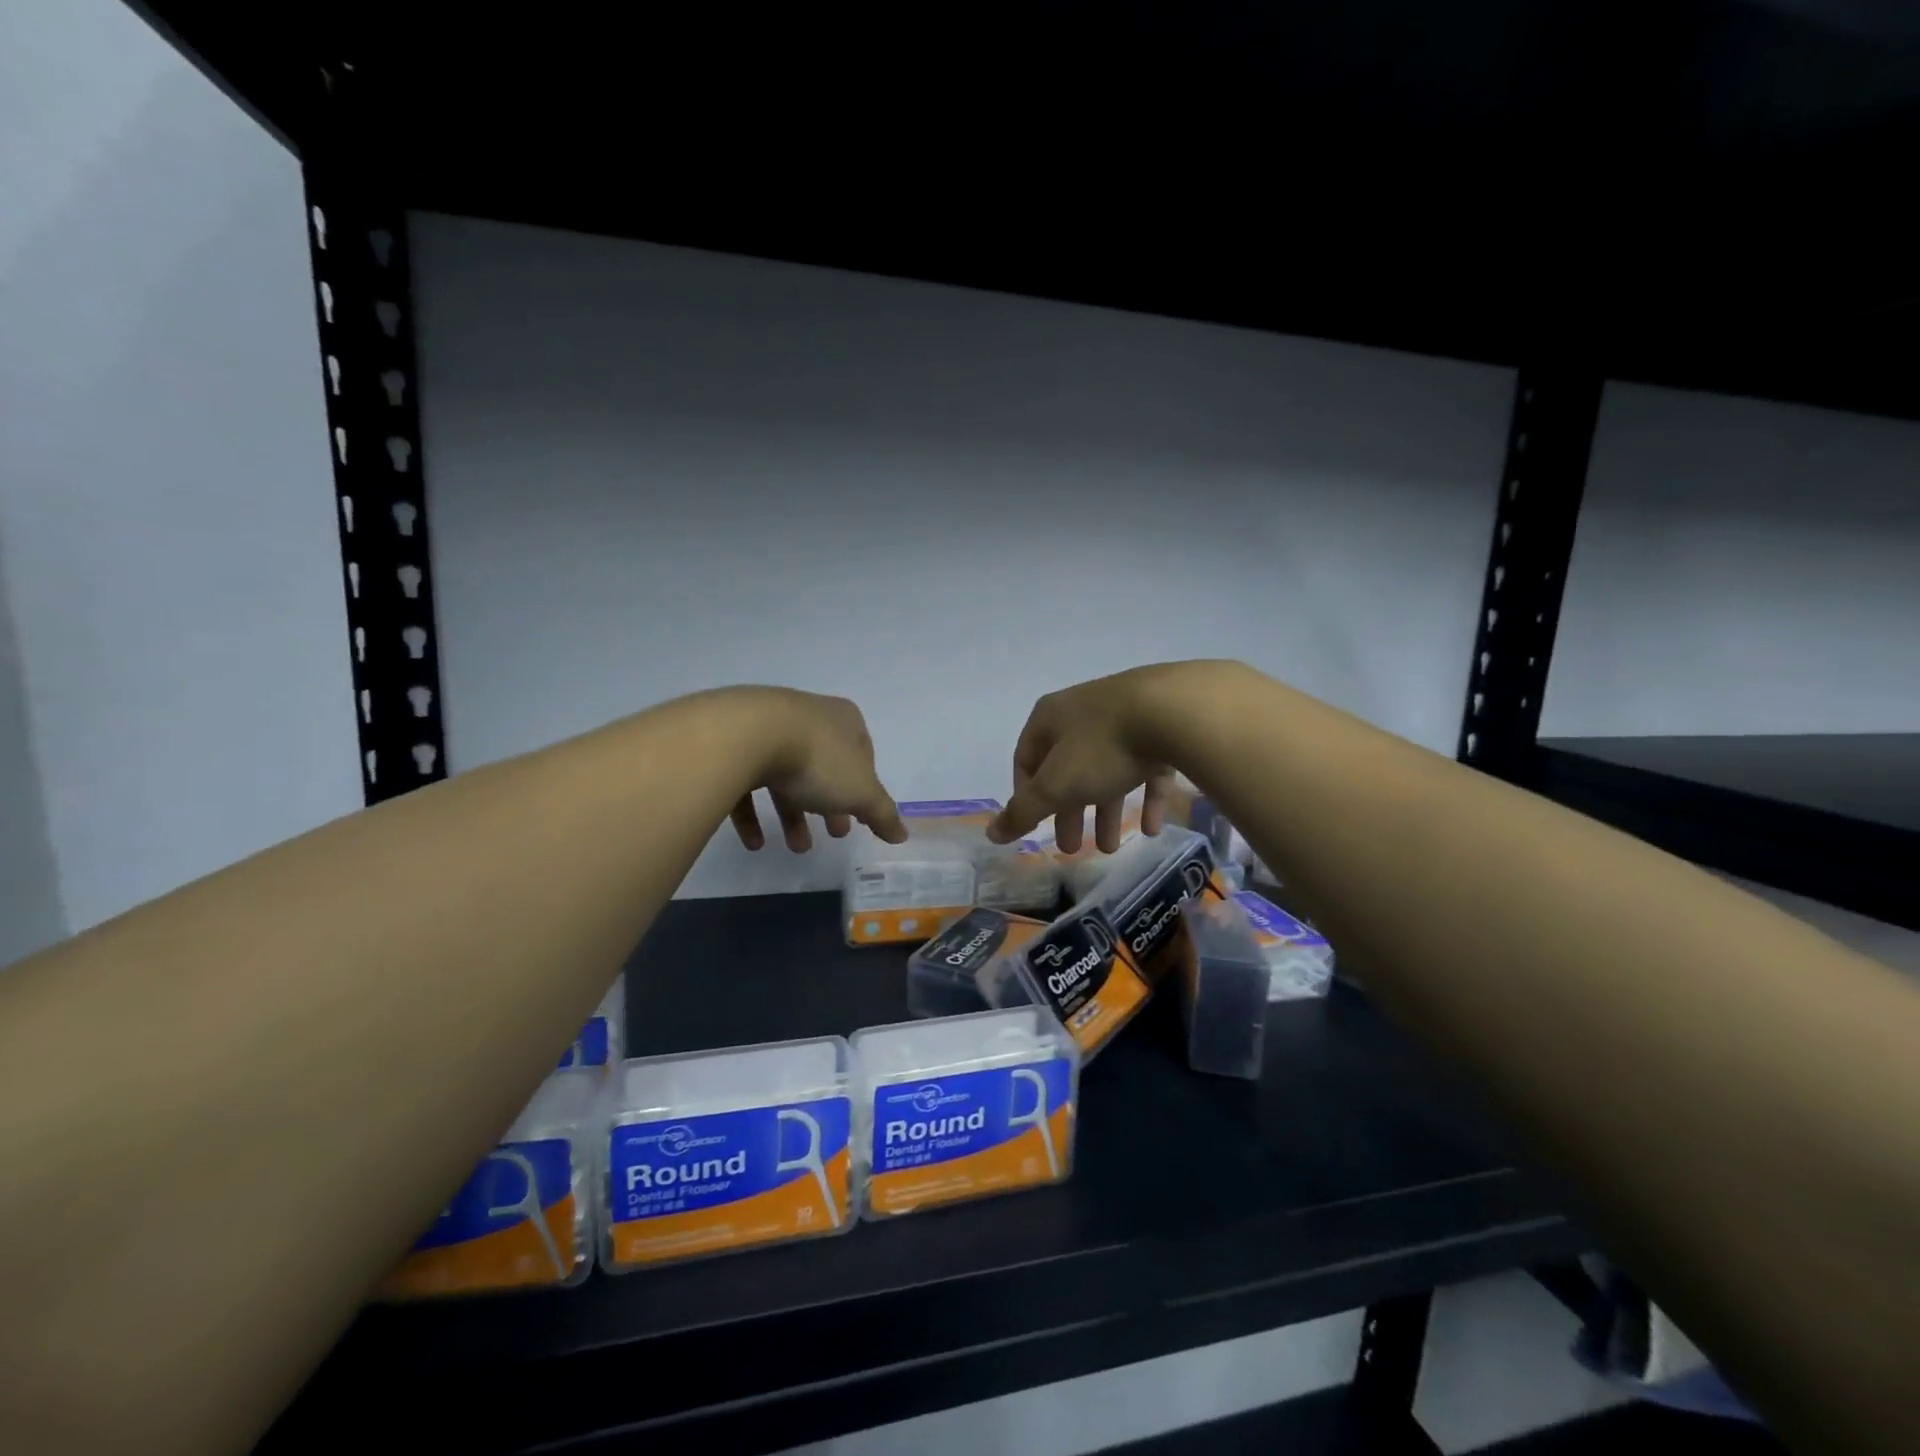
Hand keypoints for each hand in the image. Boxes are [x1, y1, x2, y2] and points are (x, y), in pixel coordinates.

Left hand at [726, 689, 906, 852]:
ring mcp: (769, 728)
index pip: (863, 755)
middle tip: (835, 834)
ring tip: (797, 848)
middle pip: (824, 767)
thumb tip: (902, 835)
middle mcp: (809, 717)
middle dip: (830, 805)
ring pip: (786, 776)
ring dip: (793, 814)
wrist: (748, 736)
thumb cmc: (818, 760)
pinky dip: (753, 814)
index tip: (860, 816)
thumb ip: (882, 814)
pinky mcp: (735, 745)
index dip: (864, 788)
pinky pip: (747, 782)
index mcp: (845, 721)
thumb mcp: (860, 792)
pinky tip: (755, 843)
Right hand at [986, 663, 1226, 852]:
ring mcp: (1124, 717)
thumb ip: (1023, 811)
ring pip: (1107, 771)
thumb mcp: (1055, 785)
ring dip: (1106, 812)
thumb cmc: (1101, 748)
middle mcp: (1083, 713)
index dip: (1026, 795)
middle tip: (1072, 848)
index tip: (1036, 826)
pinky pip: (1146, 768)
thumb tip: (991, 833)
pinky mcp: (1161, 728)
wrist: (1174, 711)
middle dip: (1069, 813)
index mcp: (1050, 718)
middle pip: (1067, 770)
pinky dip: (1145, 798)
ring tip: (1113, 848)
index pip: (1026, 759)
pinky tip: (1151, 828)